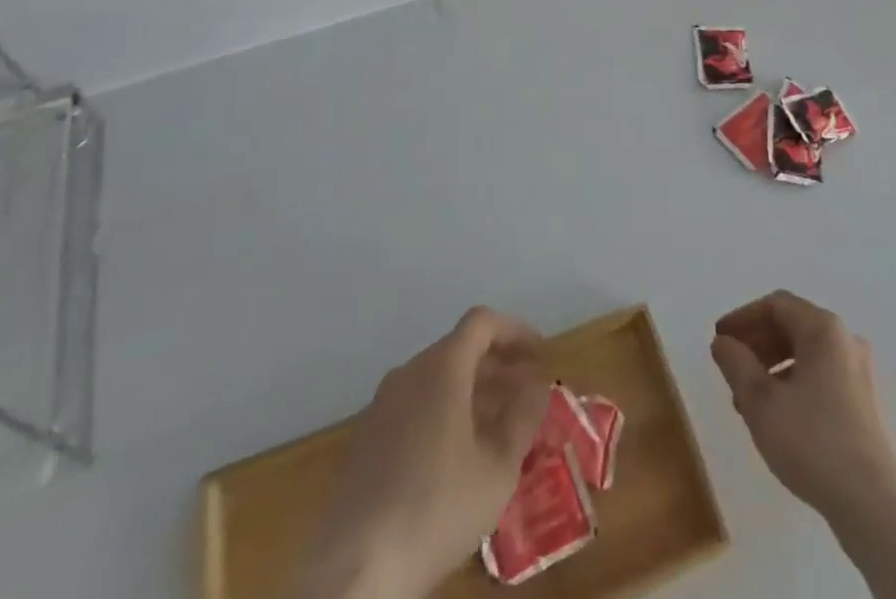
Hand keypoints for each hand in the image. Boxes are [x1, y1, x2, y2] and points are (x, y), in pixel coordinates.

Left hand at [309, 307, 548, 598]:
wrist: (354, 572)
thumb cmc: (437, 507)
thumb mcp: (498, 466)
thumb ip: (523, 416)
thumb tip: (537, 383)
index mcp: (441, 367)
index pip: (482, 322)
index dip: (515, 331)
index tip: (540, 355)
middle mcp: (409, 373)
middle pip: (459, 349)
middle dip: (498, 366)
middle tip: (526, 395)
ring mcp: (381, 406)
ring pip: (436, 380)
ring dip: (472, 392)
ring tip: (499, 427)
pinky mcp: (365, 441)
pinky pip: (415, 406)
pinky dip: (444, 413)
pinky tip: (458, 456)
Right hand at [710, 291, 895, 527]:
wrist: (874, 504)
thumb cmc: (812, 441)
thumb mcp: (761, 401)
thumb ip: (736, 364)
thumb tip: (722, 342)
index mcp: (823, 328)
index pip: (776, 305)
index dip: (743, 317)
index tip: (719, 339)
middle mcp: (845, 340)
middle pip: (792, 325)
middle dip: (757, 342)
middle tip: (730, 367)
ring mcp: (859, 371)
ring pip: (806, 353)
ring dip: (772, 366)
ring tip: (747, 398)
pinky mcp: (864, 402)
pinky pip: (821, 375)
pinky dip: (793, 382)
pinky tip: (777, 415)